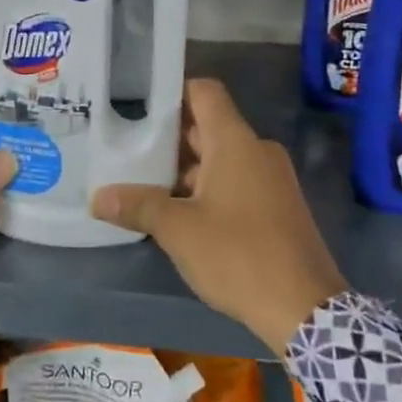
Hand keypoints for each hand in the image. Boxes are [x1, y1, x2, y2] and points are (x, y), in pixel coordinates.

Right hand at [92, 79, 347, 353]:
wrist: (305, 309)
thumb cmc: (238, 255)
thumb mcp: (179, 231)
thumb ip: (138, 206)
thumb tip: (97, 198)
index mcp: (235, 142)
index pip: (204, 92)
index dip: (172, 92)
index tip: (138, 105)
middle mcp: (256, 151)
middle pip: (208, 127)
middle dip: (168, 138)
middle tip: (127, 149)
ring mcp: (271, 179)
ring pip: (220, 158)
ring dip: (185, 170)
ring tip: (144, 185)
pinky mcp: (278, 206)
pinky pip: (236, 181)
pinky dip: (207, 188)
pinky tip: (179, 214)